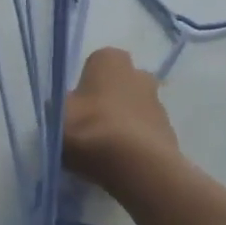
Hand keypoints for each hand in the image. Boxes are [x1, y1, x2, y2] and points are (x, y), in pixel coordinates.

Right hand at [62, 47, 181, 191]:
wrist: (136, 165)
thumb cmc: (90, 129)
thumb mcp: (55, 116)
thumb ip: (58, 108)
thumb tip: (62, 109)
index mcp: (110, 60)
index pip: (95, 63)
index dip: (83, 85)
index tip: (74, 107)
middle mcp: (139, 73)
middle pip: (118, 85)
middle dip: (106, 100)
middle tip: (88, 126)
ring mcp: (158, 103)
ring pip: (133, 109)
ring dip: (122, 123)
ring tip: (104, 150)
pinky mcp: (169, 132)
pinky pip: (145, 133)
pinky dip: (135, 143)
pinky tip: (121, 162)